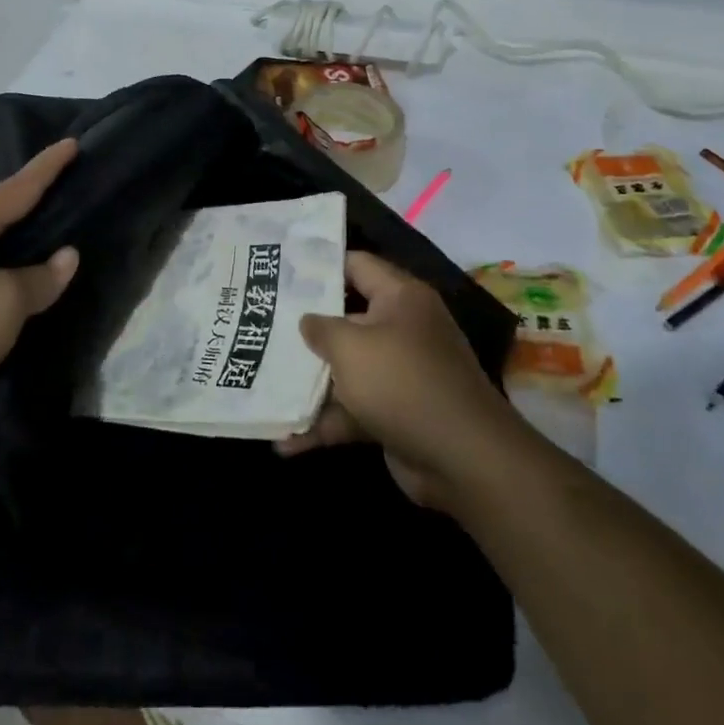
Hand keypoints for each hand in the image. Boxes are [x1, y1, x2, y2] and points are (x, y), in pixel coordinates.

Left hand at [0, 140, 80, 436]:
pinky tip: (21, 281)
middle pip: (1, 212)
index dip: (48, 167)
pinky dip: (7, 273)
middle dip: (33, 198)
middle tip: (68, 183)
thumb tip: (67, 256)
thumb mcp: (4, 303)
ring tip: (53, 230)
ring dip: (20, 240)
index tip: (72, 142)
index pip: (18, 188)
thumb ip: (41, 279)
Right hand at [278, 251, 509, 508]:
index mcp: (400, 298)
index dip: (319, 265)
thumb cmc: (402, 383)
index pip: (356, 265)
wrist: (463, 459)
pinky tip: (285, 442)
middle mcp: (402, 329)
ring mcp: (400, 373)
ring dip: (309, 382)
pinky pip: (352, 409)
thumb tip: (306, 321)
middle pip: (346, 318)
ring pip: (346, 368)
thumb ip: (320, 328)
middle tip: (260, 322)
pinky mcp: (395, 413)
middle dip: (305, 327)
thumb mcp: (351, 346)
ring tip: (262, 382)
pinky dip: (324, 423)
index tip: (280, 271)